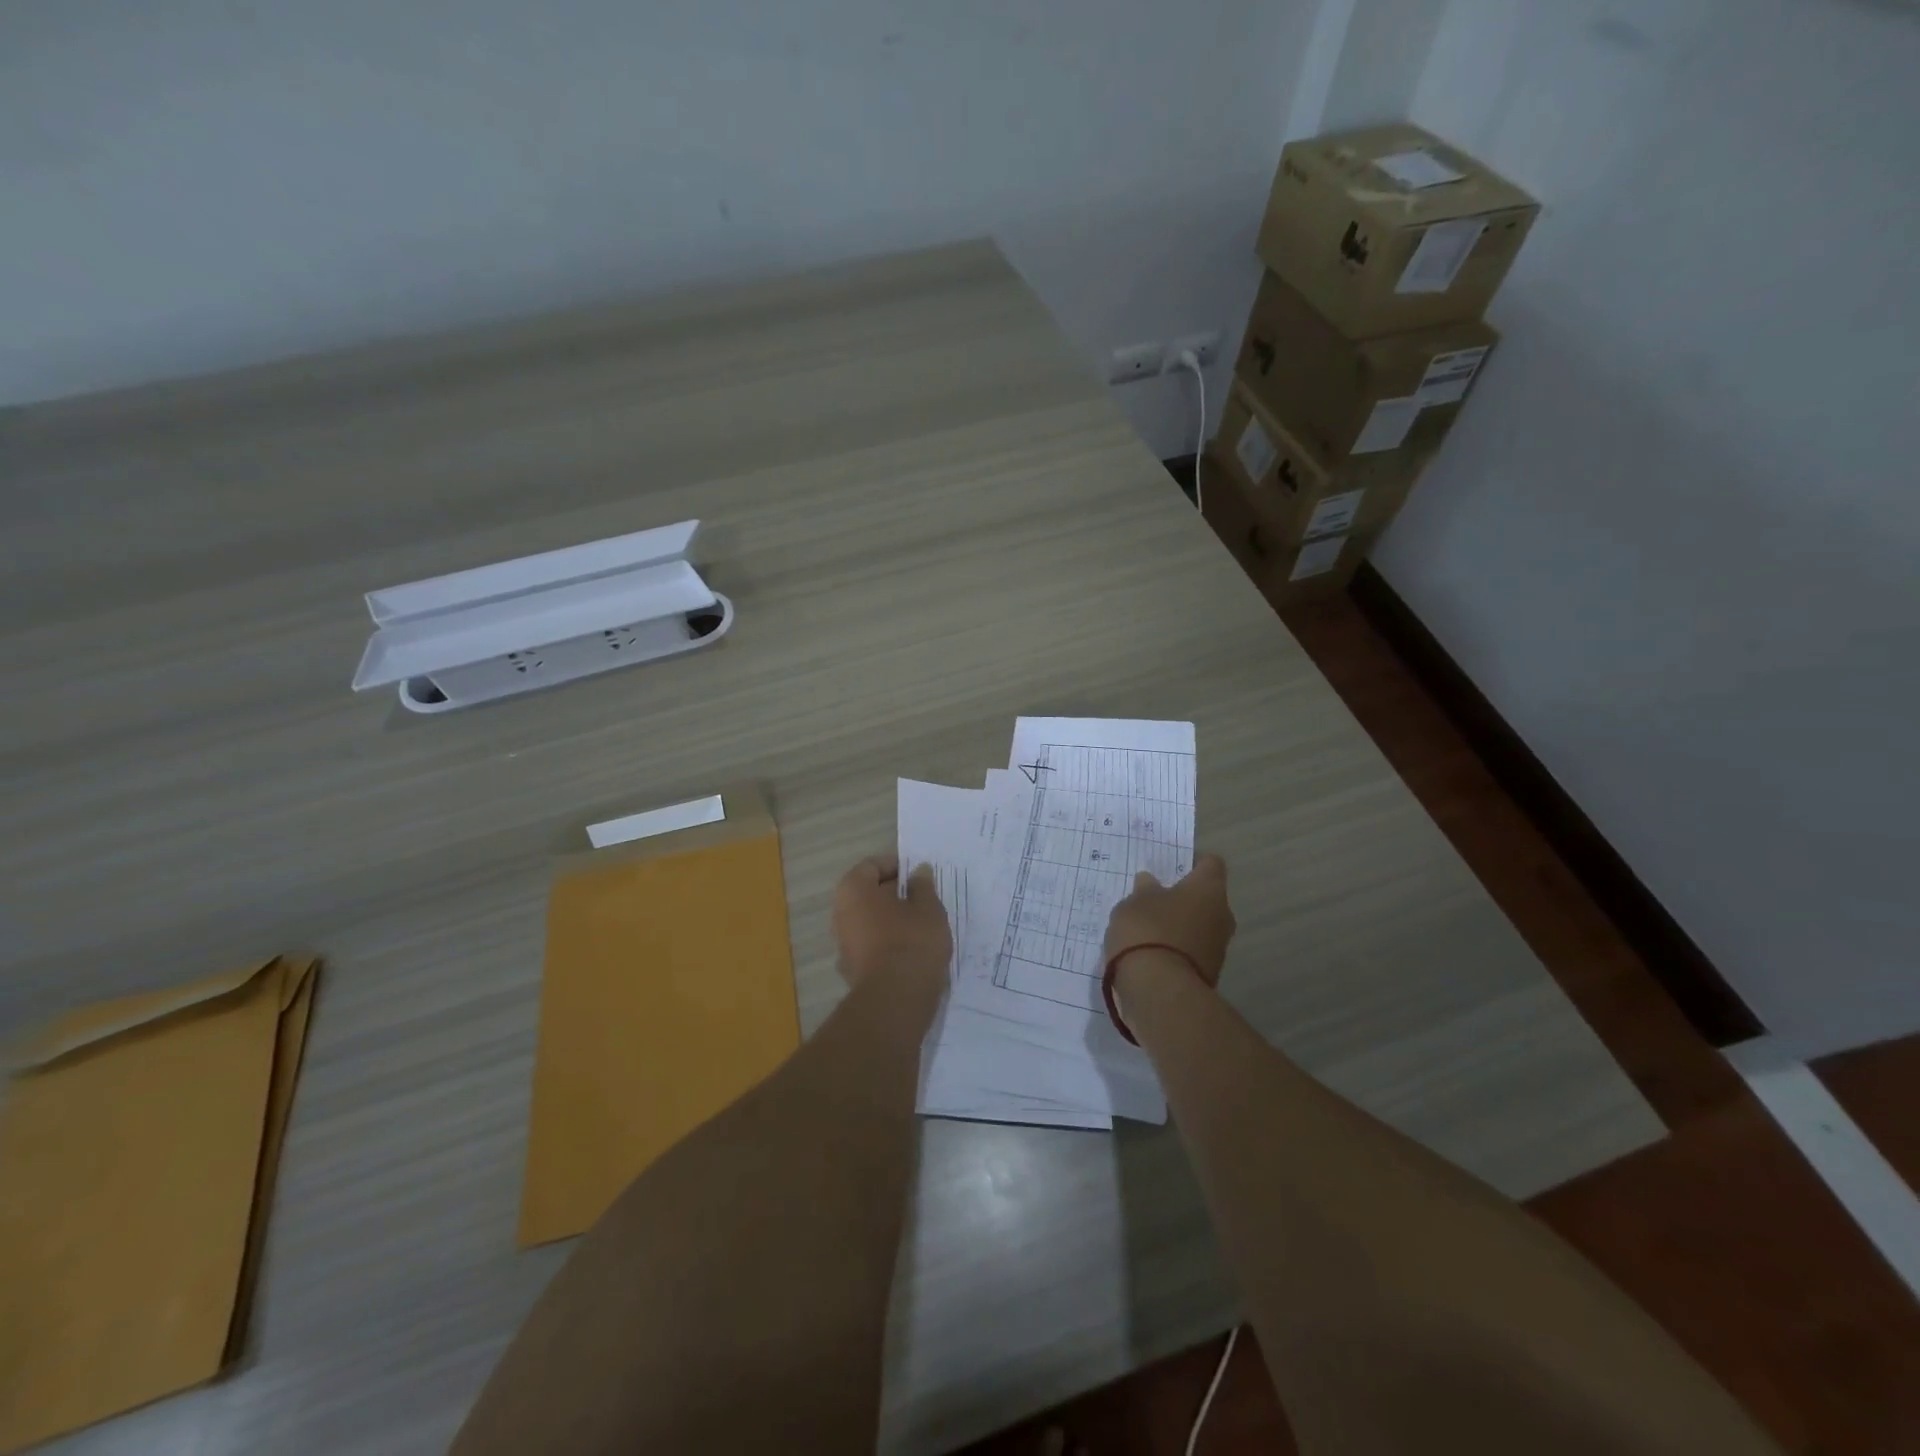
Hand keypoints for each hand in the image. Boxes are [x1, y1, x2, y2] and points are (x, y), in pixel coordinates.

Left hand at [831, 854, 951, 987]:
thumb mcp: (928, 907)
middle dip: (894, 895)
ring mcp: (843, 945)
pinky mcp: (852, 971)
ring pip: (870, 922)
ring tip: (922, 927)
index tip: (920, 877)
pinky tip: (912, 952)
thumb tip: (918, 871)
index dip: (897, 867)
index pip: (872, 865)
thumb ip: (923, 886)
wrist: (896, 1000)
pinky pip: (872, 947)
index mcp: (853, 890)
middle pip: (868, 895)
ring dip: (892, 921)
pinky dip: (888, 945)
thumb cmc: (912, 941)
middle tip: (924, 901)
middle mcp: (840, 914)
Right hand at [1102, 853, 1234, 986]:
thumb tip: (1151, 882)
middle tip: (1154, 897)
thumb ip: (1144, 889)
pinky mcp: (1208, 974)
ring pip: (1199, 926)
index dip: (1192, 861)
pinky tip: (1150, 952)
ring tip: (1147, 928)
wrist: (1159, 991)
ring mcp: (1218, 948)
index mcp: (1209, 889)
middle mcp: (1222, 915)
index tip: (1170, 865)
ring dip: (1179, 925)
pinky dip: (1175, 950)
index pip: (1211, 863)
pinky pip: (1191, 952)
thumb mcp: (1134, 902)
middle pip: (1206, 898)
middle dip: (1183, 897)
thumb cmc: (1148, 931)